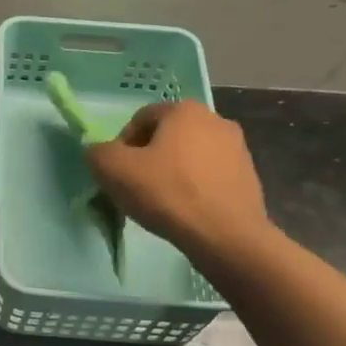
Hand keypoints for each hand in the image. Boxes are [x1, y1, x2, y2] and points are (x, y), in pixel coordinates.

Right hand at [87, 101, 274, 261]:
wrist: (225, 235)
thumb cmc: (167, 194)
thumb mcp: (113, 170)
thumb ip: (97, 153)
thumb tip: (100, 153)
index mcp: (184, 110)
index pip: (139, 119)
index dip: (121, 146)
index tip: (118, 174)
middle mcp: (215, 119)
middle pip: (166, 137)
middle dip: (147, 159)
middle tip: (136, 189)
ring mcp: (237, 147)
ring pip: (188, 156)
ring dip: (171, 173)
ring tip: (161, 203)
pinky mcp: (248, 175)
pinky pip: (208, 176)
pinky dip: (193, 188)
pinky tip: (185, 211)